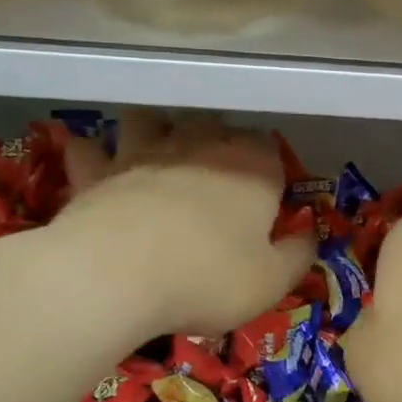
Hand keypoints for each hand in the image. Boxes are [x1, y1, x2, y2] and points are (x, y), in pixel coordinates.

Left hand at [0, 114, 312, 344]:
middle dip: (218, 142)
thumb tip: (310, 235)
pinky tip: (97, 167)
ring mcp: (143, 152)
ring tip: (160, 155)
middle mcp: (201, 146)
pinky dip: (95, 156)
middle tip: (218, 176)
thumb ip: (298, 254)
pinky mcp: (95, 171)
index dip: (271, 170)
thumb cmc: (207, 278)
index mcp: (252, 167)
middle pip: (214, 124)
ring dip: (157, 131)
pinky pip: (91, 150)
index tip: (269, 197)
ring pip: (152, 119)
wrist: (111, 278)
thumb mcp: (272, 281)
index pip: (271, 148)